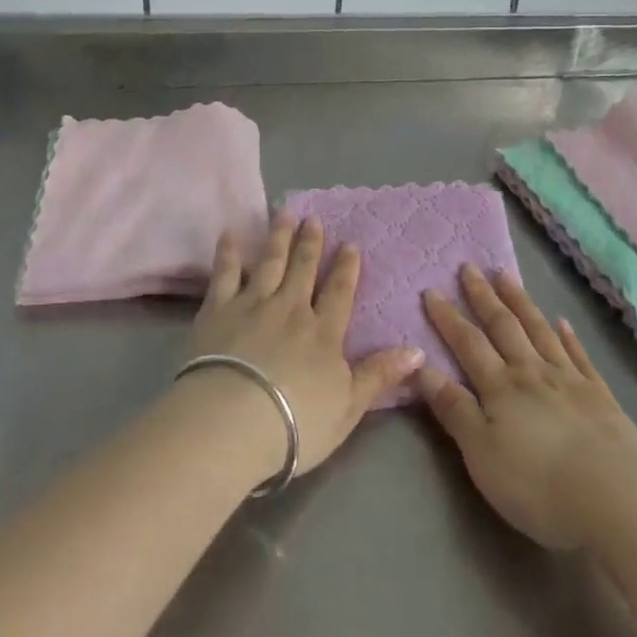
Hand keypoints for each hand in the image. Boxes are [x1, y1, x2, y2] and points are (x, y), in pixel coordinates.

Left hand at [187, 214, 424, 478]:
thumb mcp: (350, 406)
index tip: (349, 244)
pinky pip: (225, 274)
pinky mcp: (218, 310)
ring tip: (284, 214)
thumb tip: (418, 350)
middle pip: (303, 270)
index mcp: (324, 332)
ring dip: (278, 237)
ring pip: (269, 262)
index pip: (339, 292)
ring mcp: (253, 305)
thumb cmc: (297, 422)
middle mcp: (291, 309)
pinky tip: (229, 234)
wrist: (234, 422)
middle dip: (310, 243)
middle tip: (313, 219)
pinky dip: (228, 253)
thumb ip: (380, 374)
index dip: (346, 268)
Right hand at [418, 266, 636, 549]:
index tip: (431, 290)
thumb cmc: (538, 483)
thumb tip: (421, 368)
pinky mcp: (600, 396)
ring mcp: (569, 379)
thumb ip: (453, 409)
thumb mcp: (482, 453)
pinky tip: (563, 322)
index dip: (448, 317)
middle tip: (470, 267)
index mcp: (501, 387)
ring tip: (506, 276)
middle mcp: (532, 372)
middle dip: (483, 297)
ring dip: (520, 302)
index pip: (468, 343)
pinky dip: (568, 336)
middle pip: (503, 327)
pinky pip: (579, 355)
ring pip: (539, 330)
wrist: (615, 498)